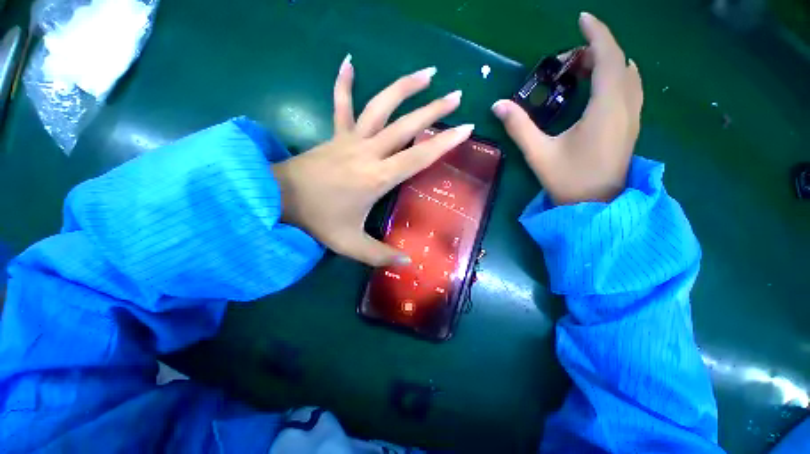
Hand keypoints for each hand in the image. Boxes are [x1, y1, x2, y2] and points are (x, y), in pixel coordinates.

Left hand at [272, 56, 473, 266]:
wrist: (280, 199)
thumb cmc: (318, 220)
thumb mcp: (351, 244)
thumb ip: (380, 255)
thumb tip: (407, 263)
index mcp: (377, 177)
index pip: (418, 157)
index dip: (443, 143)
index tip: (465, 129)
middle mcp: (369, 152)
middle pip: (406, 126)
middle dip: (434, 110)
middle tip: (456, 97)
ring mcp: (351, 139)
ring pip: (380, 106)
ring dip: (403, 88)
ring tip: (426, 73)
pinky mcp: (336, 134)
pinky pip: (341, 105)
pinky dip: (344, 82)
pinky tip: (349, 61)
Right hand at [492, 12, 643, 204]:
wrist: (596, 205)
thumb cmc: (568, 180)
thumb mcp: (538, 153)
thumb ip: (519, 127)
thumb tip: (497, 105)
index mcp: (606, 108)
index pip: (609, 57)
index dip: (597, 33)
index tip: (582, 18)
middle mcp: (626, 106)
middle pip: (621, 62)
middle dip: (598, 49)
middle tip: (569, 58)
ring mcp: (632, 117)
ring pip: (628, 75)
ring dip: (609, 62)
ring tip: (582, 68)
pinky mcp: (630, 126)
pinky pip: (630, 89)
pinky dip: (616, 77)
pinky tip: (598, 85)